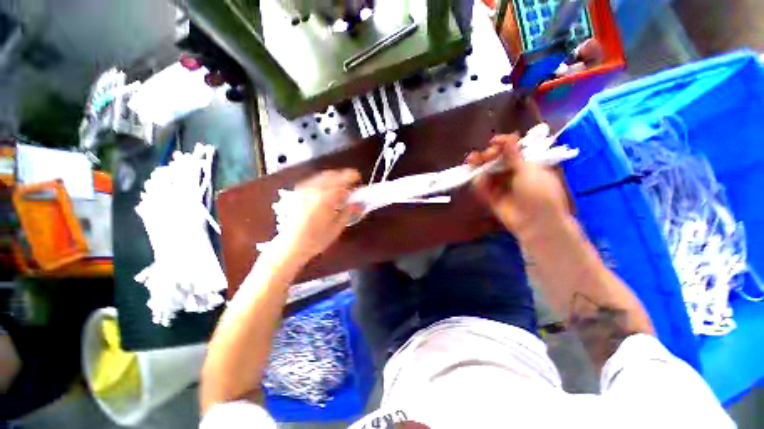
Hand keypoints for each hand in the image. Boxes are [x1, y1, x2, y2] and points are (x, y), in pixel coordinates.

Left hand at [273, 169, 361, 265]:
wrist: (290, 246)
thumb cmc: (315, 240)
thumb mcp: (336, 228)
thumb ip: (348, 213)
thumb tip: (359, 205)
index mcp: (324, 199)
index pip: (341, 182)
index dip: (351, 178)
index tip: (358, 178)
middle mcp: (313, 191)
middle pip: (330, 176)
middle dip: (342, 176)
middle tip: (350, 184)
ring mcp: (303, 191)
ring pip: (321, 177)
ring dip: (333, 178)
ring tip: (339, 187)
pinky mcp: (297, 194)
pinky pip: (312, 181)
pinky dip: (322, 181)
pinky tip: (326, 189)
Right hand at [467, 134, 569, 237]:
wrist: (535, 222)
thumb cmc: (539, 193)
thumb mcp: (529, 170)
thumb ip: (514, 154)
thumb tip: (507, 136)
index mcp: (527, 164)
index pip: (511, 150)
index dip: (502, 145)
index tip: (494, 142)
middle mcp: (513, 173)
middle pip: (496, 160)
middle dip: (488, 155)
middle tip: (485, 155)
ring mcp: (501, 185)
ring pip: (487, 172)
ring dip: (478, 165)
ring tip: (471, 161)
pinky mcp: (491, 197)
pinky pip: (482, 187)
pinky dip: (478, 181)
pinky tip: (475, 177)